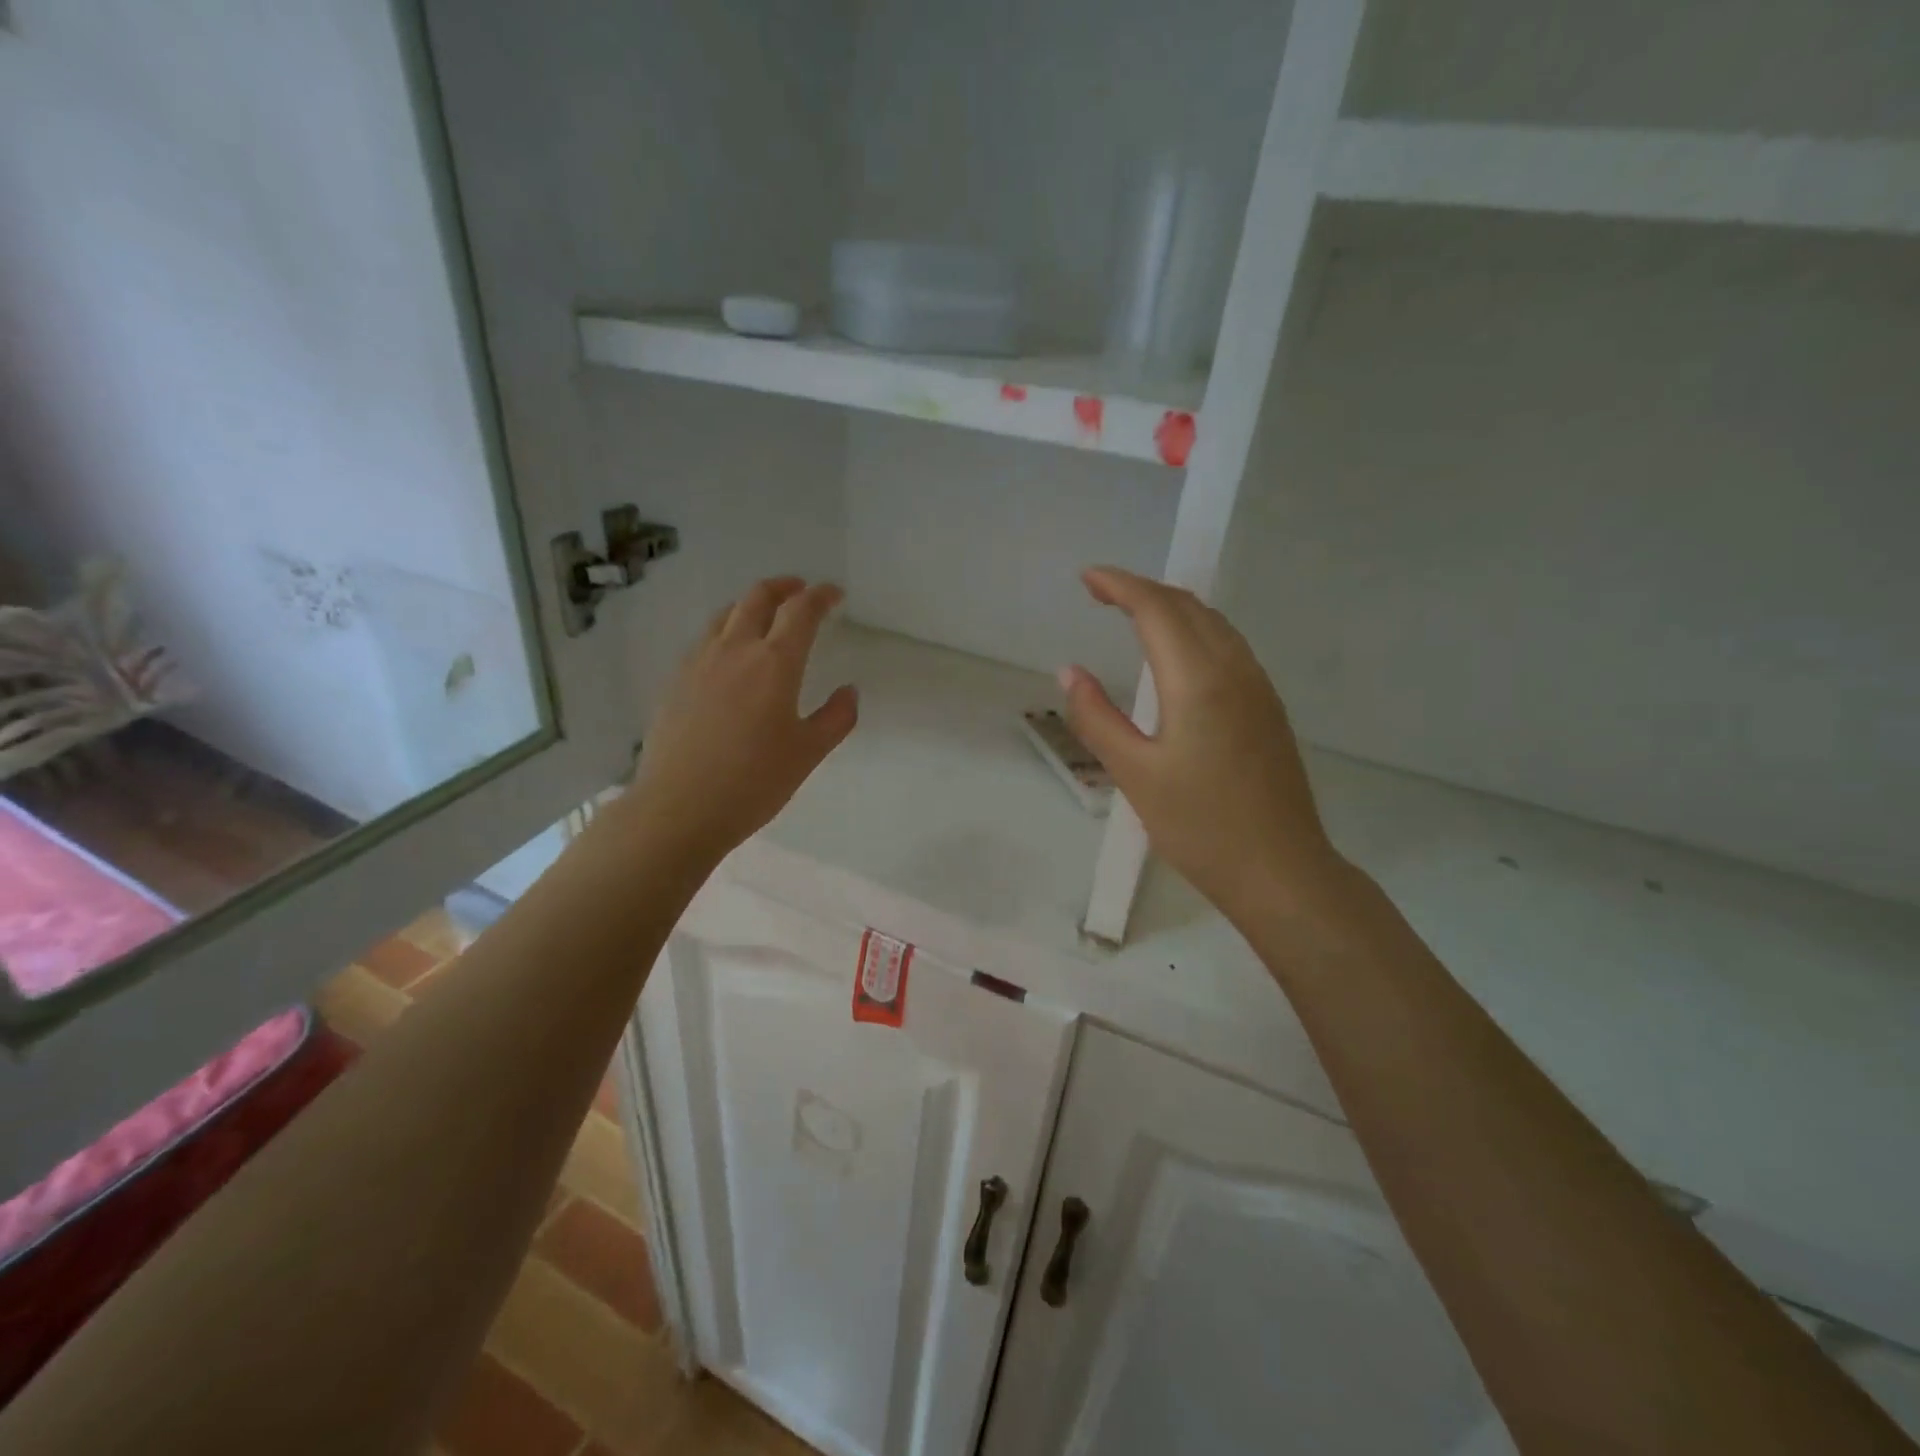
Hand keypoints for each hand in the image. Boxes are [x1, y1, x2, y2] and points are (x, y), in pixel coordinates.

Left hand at [627, 577, 857, 865]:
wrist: (679, 808)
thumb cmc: (754, 781)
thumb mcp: (808, 753)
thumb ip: (836, 717)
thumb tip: (849, 692)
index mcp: (774, 663)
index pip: (801, 611)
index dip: (821, 596)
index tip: (835, 594)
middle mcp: (734, 649)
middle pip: (758, 598)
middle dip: (784, 587)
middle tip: (801, 591)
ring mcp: (699, 662)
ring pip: (725, 614)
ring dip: (751, 604)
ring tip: (765, 616)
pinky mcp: (675, 680)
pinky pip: (705, 639)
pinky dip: (726, 630)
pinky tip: (730, 655)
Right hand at [1059, 567, 1347, 925]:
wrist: (1280, 870)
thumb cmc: (1200, 826)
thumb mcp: (1135, 774)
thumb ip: (1097, 718)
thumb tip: (1070, 672)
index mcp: (1199, 681)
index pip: (1157, 610)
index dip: (1120, 585)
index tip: (1086, 578)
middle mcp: (1235, 670)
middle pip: (1188, 607)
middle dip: (1142, 589)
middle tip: (1100, 592)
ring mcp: (1258, 688)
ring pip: (1213, 624)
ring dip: (1171, 607)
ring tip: (1132, 613)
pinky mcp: (1267, 708)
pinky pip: (1228, 646)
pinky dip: (1194, 630)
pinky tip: (1176, 652)